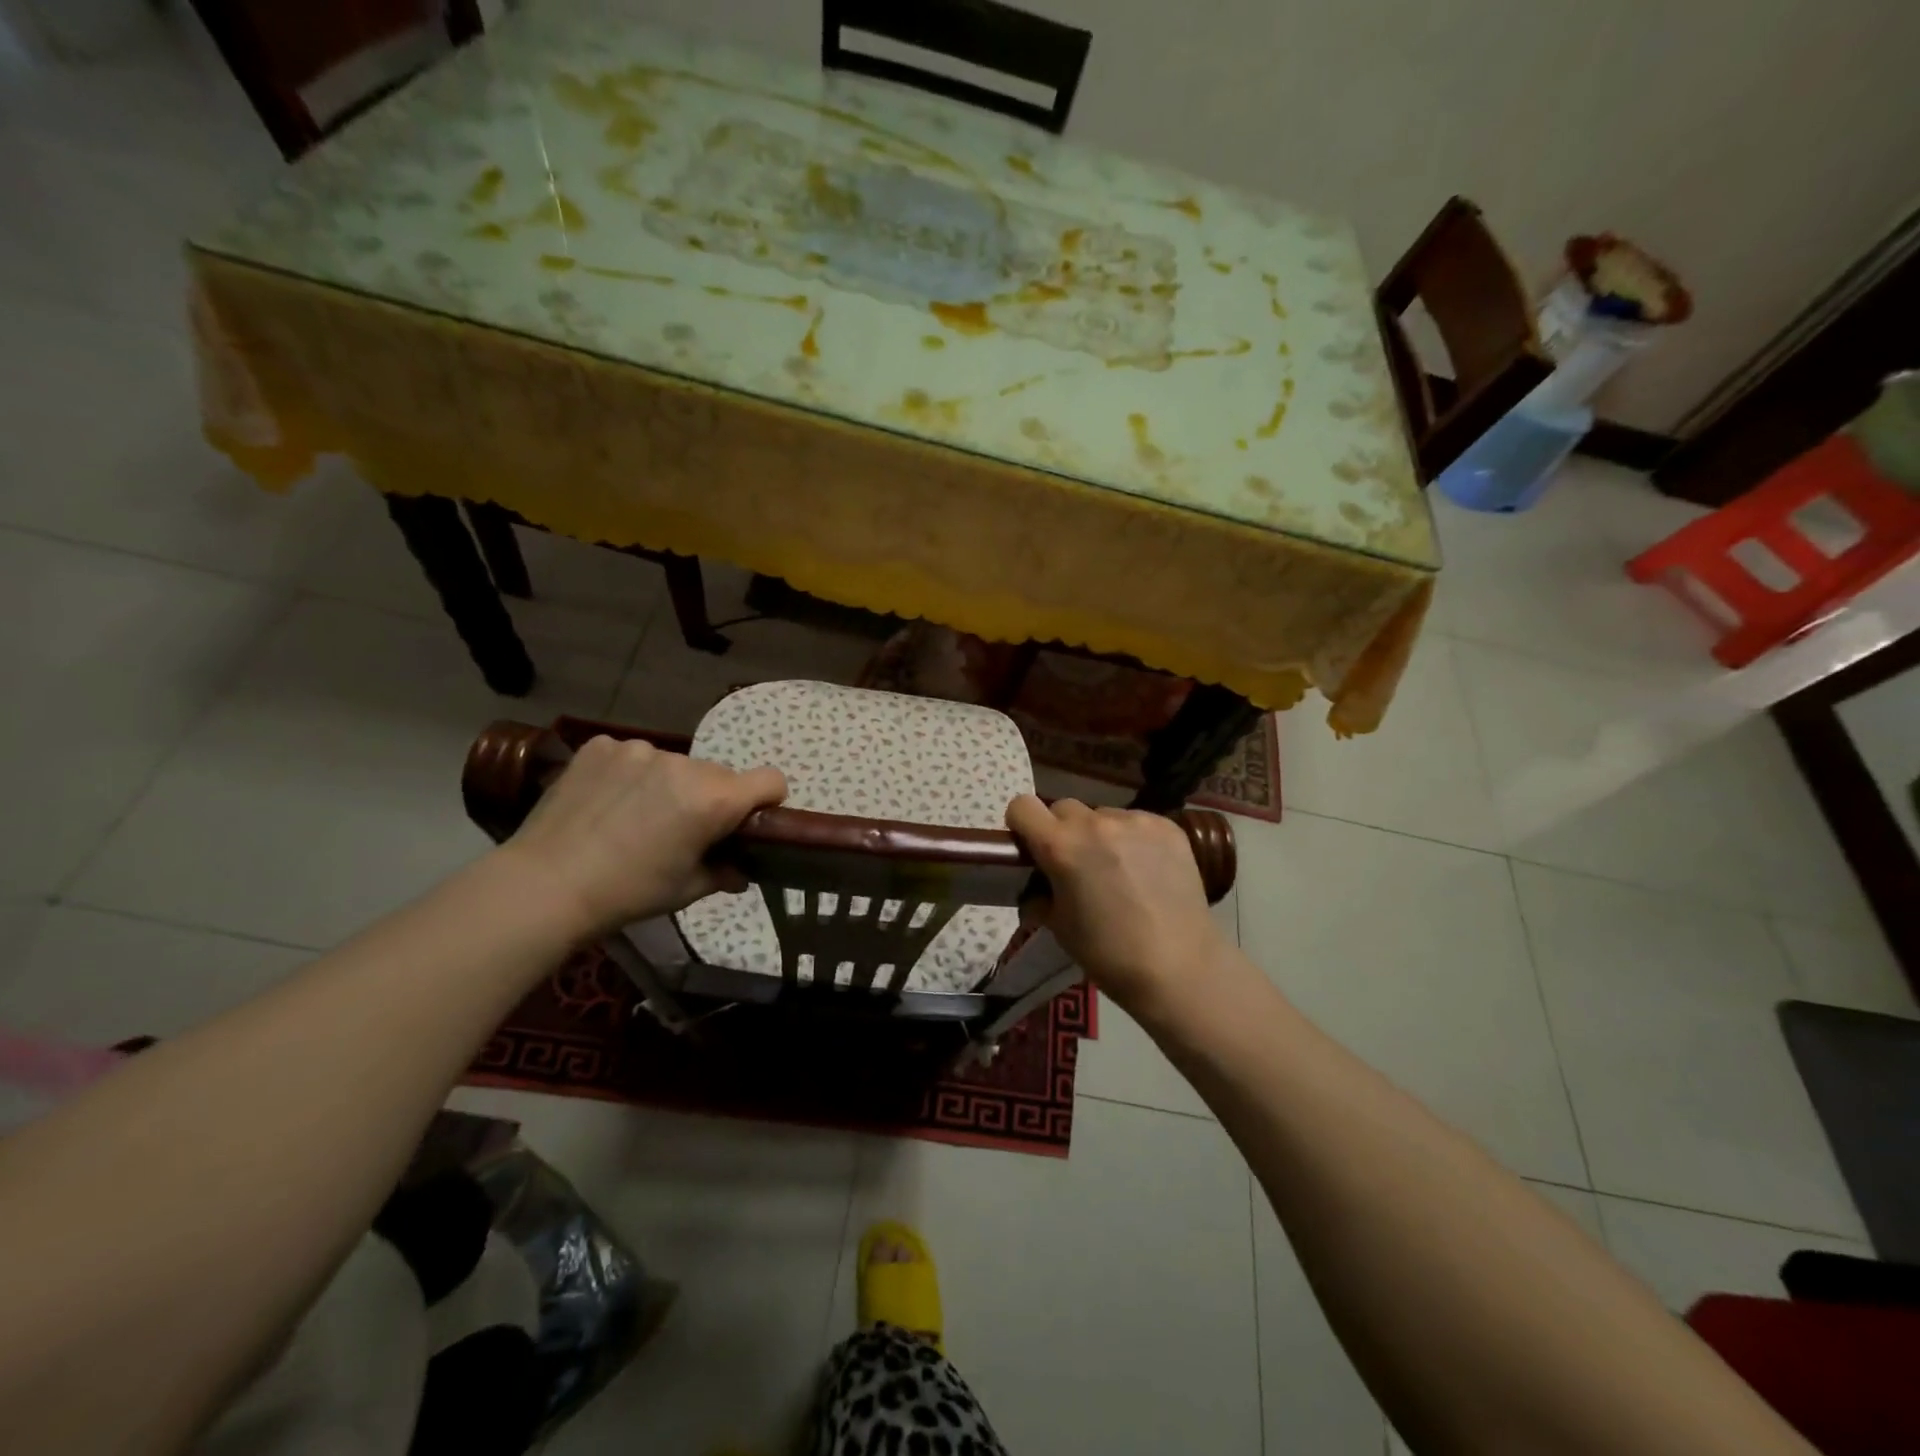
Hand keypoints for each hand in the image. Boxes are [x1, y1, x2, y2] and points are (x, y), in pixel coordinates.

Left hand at [498, 736, 786, 938]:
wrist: (544, 884)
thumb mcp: (686, 890)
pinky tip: (606, 803)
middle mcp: (683, 764)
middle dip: (712, 798)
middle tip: (682, 830)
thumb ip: (725, 872)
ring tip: (635, 818)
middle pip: (719, 774)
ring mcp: (639, 750)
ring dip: (670, 785)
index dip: (767, 802)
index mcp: (713, 799)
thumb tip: (740, 870)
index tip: (746, 823)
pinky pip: (633, 756)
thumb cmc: (627, 893)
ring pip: (676, 765)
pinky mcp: (601, 746)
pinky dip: (631, 775)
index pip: (771, 780)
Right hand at [1005, 796, 1228, 1015]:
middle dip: (1063, 831)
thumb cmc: (1108, 953)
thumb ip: (1041, 893)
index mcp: (1061, 846)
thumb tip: (1039, 885)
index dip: (1022, 825)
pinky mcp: (1168, 827)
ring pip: (1103, 816)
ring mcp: (1135, 821)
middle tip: (1077, 864)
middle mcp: (1095, 823)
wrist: (1179, 967)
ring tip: (1119, 870)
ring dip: (1101, 835)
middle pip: (1064, 808)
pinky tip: (1147, 870)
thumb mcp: (1058, 926)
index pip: (1022, 806)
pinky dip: (1134, 839)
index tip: (1032, 846)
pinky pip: (1136, 823)